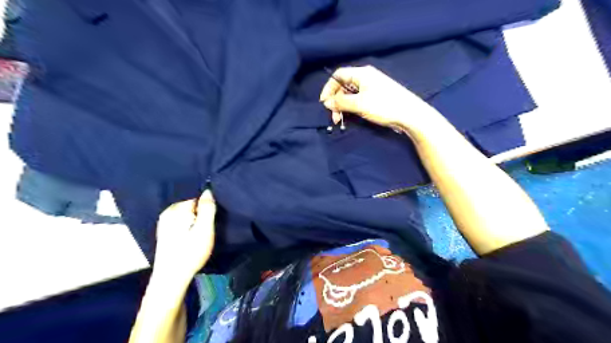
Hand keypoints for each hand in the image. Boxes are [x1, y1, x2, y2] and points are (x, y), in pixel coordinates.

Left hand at [154, 190, 215, 281]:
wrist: (171, 278)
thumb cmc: (190, 252)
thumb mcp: (204, 229)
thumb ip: (207, 208)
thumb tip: (208, 190)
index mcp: (176, 209)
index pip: (197, 198)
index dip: (207, 207)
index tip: (212, 219)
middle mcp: (167, 212)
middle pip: (191, 205)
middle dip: (201, 212)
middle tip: (208, 228)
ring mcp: (164, 223)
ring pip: (186, 214)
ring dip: (195, 220)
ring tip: (201, 233)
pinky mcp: (165, 232)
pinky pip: (181, 221)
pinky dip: (188, 225)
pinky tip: (191, 237)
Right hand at [317, 64, 441, 132]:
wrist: (410, 114)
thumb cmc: (384, 106)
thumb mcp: (359, 104)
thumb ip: (341, 102)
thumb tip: (327, 102)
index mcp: (362, 73)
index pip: (338, 75)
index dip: (328, 88)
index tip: (324, 103)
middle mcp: (365, 78)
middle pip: (343, 86)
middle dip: (336, 101)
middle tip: (334, 116)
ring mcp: (371, 88)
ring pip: (350, 95)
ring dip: (342, 106)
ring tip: (340, 120)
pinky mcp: (375, 98)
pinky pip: (358, 100)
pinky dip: (351, 108)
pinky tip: (350, 117)